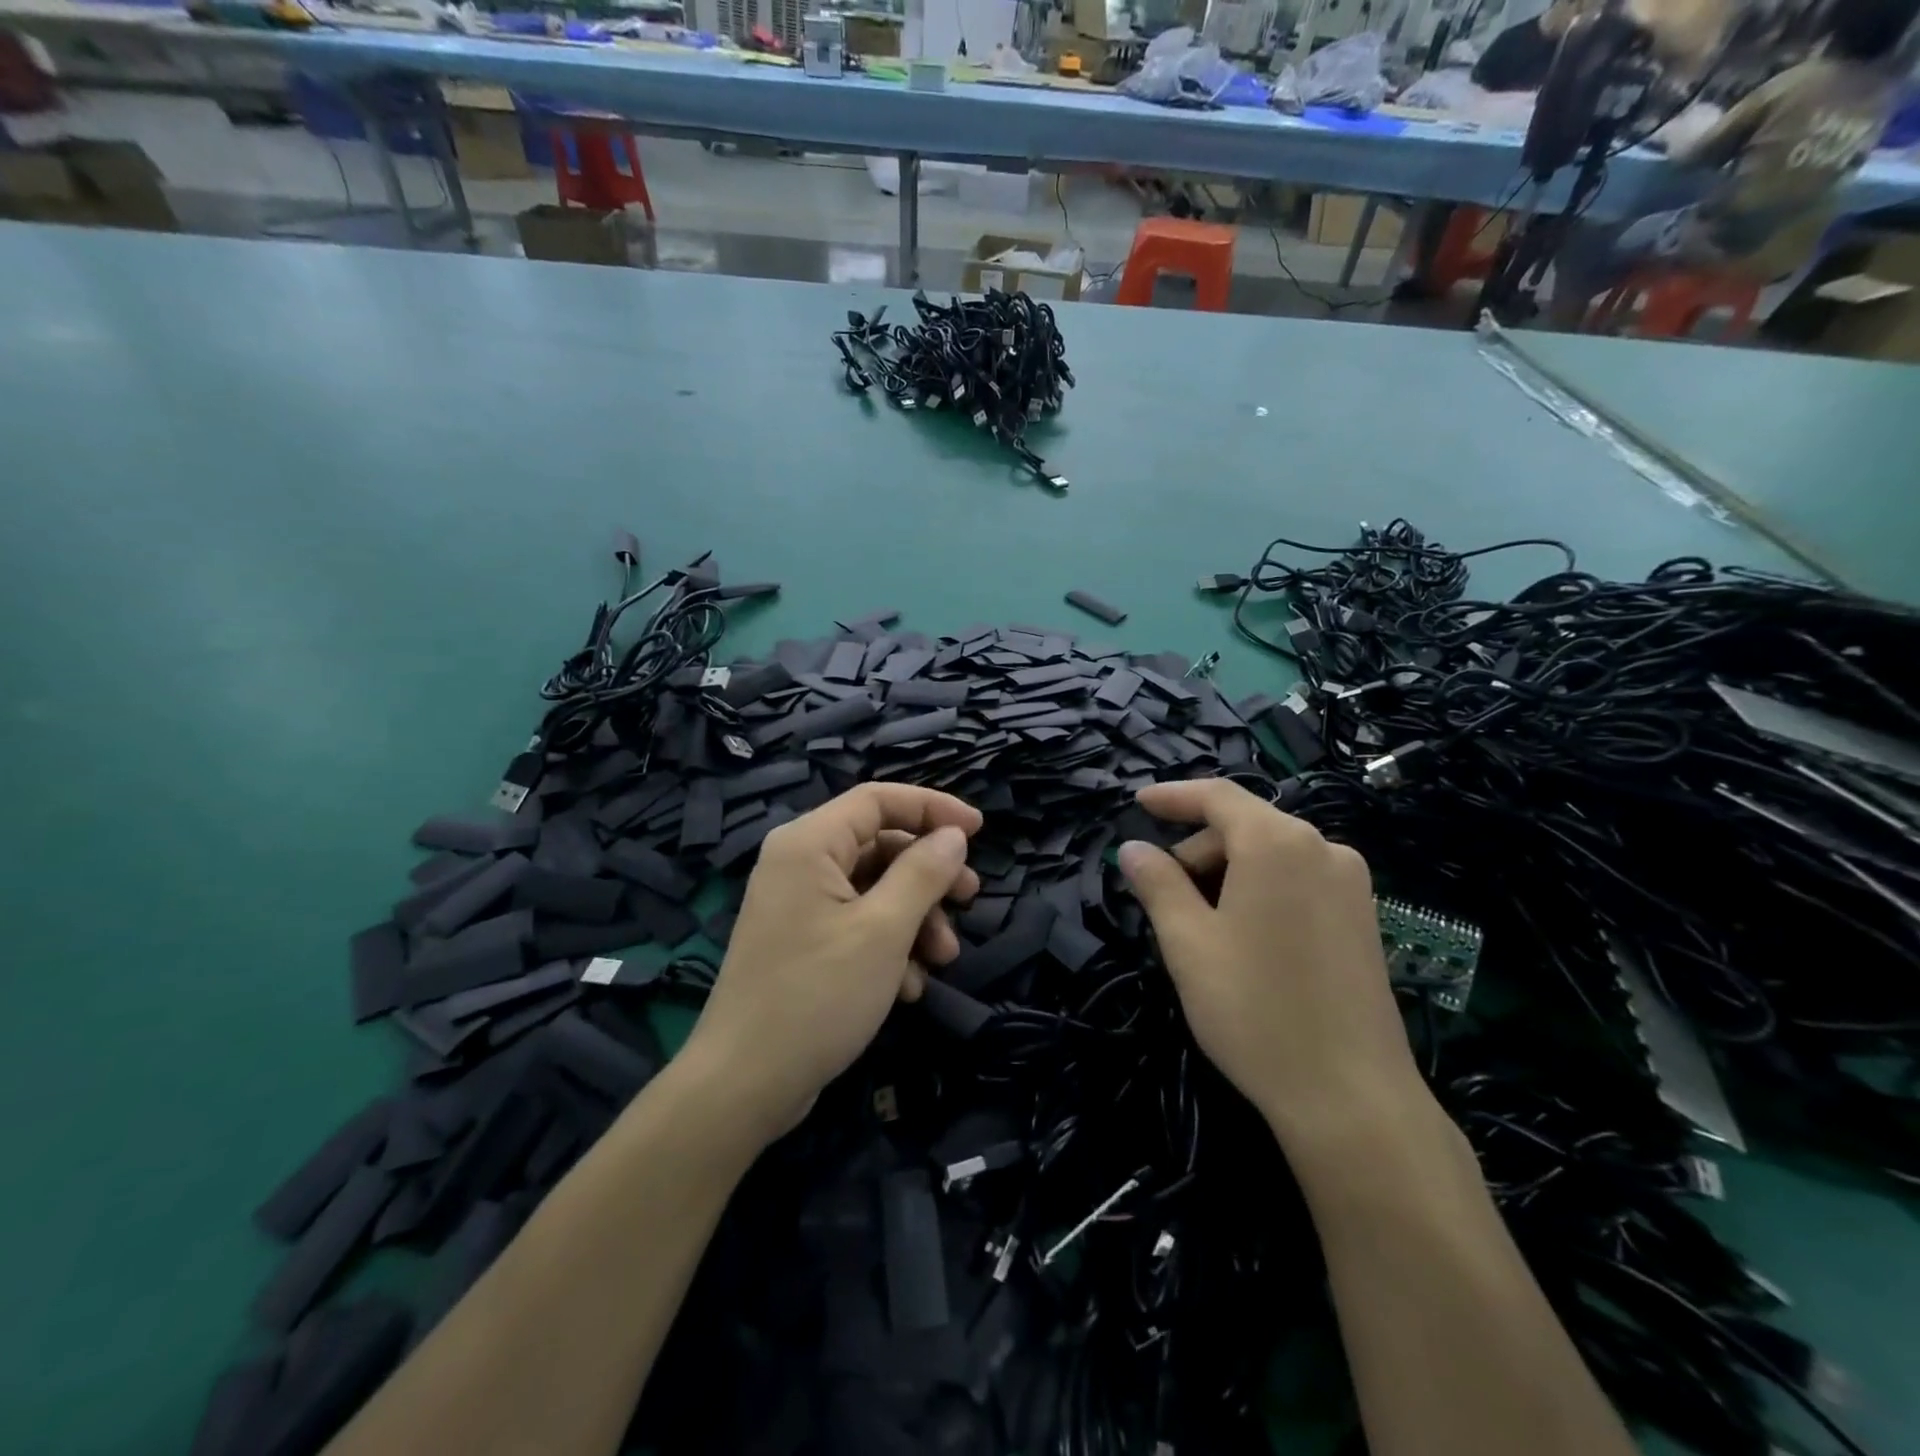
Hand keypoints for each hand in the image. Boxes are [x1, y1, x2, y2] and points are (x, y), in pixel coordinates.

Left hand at [683, 783, 981, 1137]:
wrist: (745, 1085)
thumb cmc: (818, 995)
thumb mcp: (884, 930)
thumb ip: (923, 873)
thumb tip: (953, 835)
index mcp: (809, 843)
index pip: (878, 800)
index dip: (933, 807)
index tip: (979, 830)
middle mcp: (799, 863)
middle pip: (880, 845)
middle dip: (929, 875)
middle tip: (970, 899)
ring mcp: (798, 905)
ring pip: (874, 889)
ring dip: (916, 919)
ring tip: (942, 959)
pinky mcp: (802, 942)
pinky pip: (857, 923)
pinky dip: (889, 946)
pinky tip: (907, 988)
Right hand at [1116, 779, 1425, 1155]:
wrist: (1352, 1098)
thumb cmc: (1255, 1009)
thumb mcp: (1188, 942)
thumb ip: (1157, 884)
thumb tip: (1132, 848)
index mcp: (1278, 843)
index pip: (1217, 796)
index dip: (1173, 796)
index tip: (1138, 803)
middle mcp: (1324, 849)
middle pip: (1244, 826)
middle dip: (1197, 850)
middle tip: (1163, 896)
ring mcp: (1352, 885)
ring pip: (1271, 855)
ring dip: (1226, 873)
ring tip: (1201, 927)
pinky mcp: (1363, 919)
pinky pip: (1298, 880)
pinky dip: (1260, 890)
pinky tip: (1244, 938)